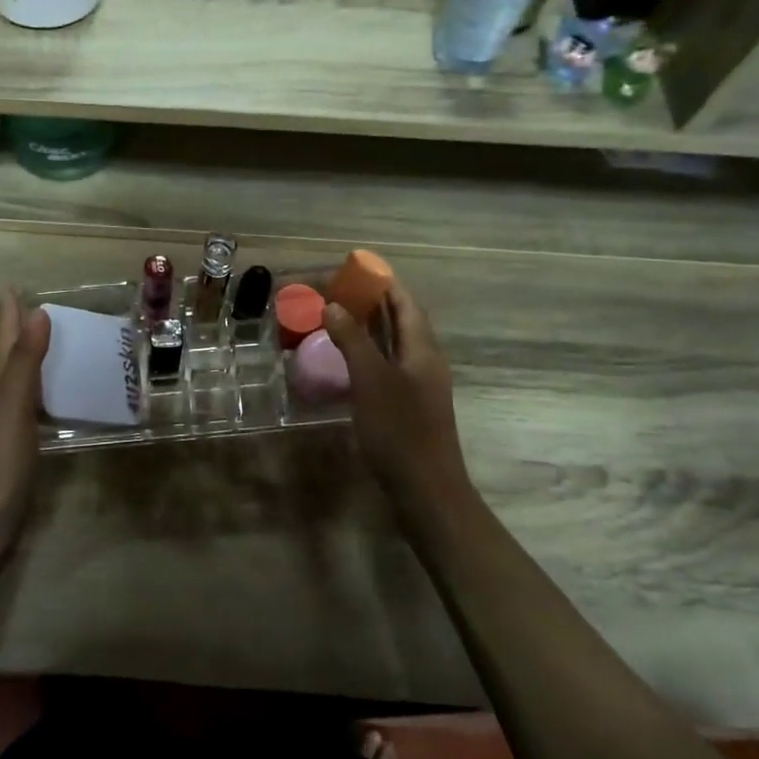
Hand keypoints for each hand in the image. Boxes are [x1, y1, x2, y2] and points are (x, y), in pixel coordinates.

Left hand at [0, 290, 50, 549]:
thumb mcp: (13, 404)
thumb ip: (26, 360)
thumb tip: (37, 312)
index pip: (3, 339)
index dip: (9, 313)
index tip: (13, 286)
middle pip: (10, 355)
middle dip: (22, 329)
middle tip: (46, 308)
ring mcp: (8, 422)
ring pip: (22, 379)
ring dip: (36, 358)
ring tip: (62, 342)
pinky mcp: (20, 444)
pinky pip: (35, 404)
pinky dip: (47, 390)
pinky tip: (63, 395)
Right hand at [322, 282, 469, 512]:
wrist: (425, 489)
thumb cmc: (399, 431)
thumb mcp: (371, 381)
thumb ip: (353, 341)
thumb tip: (333, 306)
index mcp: (423, 350)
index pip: (406, 303)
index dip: (385, 283)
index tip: (358, 269)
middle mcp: (425, 362)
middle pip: (402, 322)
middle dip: (374, 303)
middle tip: (339, 291)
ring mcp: (418, 386)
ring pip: (394, 345)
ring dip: (370, 328)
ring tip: (337, 316)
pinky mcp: (408, 406)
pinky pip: (387, 366)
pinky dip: (368, 354)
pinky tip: (346, 360)